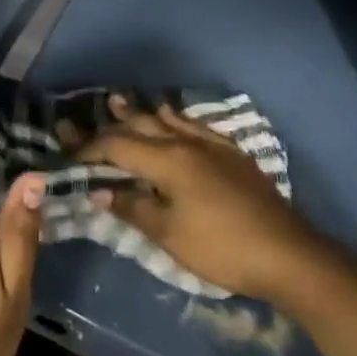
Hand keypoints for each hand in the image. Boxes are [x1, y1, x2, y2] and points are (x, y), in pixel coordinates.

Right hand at [79, 95, 317, 300]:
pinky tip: (174, 119)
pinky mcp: (232, 154)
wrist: (287, 254)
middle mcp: (186, 142)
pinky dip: (175, 119)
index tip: (69, 154)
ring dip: (141, 112)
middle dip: (111, 124)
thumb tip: (100, 190)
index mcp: (167, 160)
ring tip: (119, 101)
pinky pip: (195, 125)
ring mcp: (212, 145)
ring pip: (169, 119)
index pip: (118, 146)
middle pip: (141, 125)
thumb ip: (133, 207)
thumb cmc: (221, 247)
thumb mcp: (169, 234)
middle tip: (85, 122)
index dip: (90, 149)